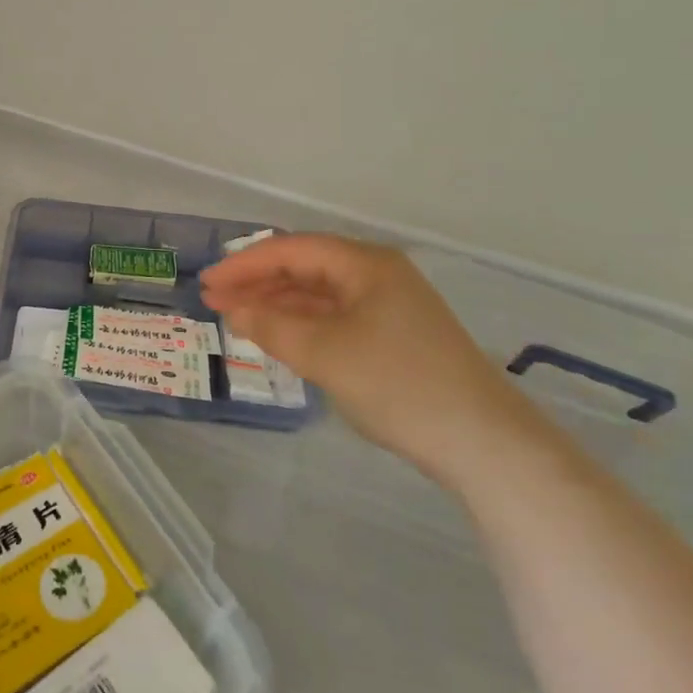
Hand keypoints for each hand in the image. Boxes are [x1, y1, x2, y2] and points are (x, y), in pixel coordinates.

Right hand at [200, 234, 544, 484]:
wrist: (484, 442)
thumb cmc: (399, 384)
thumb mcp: (325, 353)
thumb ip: (272, 326)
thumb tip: (234, 310)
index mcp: (365, 263)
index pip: (290, 250)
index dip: (243, 265)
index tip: (207, 283)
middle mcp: (377, 274)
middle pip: (304, 267)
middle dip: (257, 283)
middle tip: (214, 300)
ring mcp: (388, 306)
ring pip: (319, 294)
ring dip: (277, 304)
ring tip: (237, 318)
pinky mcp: (394, 336)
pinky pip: (335, 317)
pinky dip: (302, 324)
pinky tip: (280, 337)